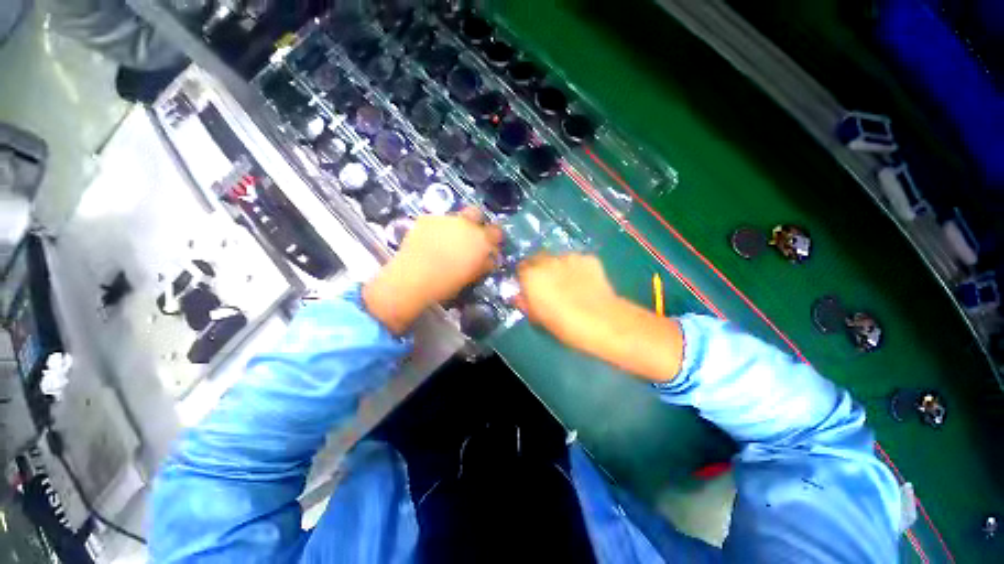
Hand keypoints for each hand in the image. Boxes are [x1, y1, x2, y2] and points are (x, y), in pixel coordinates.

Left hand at [364, 207, 502, 333]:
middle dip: (476, 221)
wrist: (413, 278)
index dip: (494, 237)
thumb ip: (484, 263)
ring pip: (455, 216)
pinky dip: (437, 228)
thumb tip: (489, 258)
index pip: (496, 231)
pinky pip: (437, 221)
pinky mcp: (427, 218)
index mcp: (481, 239)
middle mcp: (466, 224)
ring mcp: (445, 218)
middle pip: (477, 213)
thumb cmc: (447, 283)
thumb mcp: (472, 276)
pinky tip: (429, 241)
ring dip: (455, 225)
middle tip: (469, 236)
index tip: (490, 244)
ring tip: (445, 241)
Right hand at [514, 253, 619, 347]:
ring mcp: (570, 257)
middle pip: (539, 258)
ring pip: (559, 259)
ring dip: (560, 267)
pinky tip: (585, 282)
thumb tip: (521, 296)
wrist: (601, 321)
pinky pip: (578, 261)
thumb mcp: (537, 318)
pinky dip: (578, 269)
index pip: (521, 268)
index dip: (525, 278)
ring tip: (570, 283)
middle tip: (549, 284)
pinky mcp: (589, 258)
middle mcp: (548, 260)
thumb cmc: (563, 324)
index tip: (530, 287)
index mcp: (531, 275)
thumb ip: (525, 303)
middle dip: (541, 268)